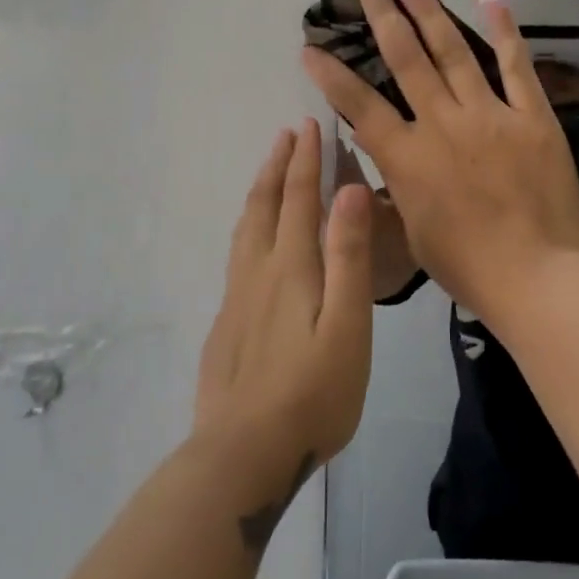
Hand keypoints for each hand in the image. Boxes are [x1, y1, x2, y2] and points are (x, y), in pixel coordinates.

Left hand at [195, 119, 374, 467]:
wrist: (243, 454)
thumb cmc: (313, 392)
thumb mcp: (348, 323)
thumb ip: (348, 255)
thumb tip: (350, 189)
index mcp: (291, 267)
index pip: (299, 198)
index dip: (305, 160)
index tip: (309, 125)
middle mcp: (258, 272)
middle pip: (265, 205)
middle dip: (278, 165)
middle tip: (287, 134)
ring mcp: (237, 298)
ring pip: (245, 228)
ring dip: (260, 190)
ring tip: (269, 171)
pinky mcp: (227, 323)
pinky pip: (237, 254)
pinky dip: (249, 226)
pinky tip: (253, 241)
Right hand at [301, 0, 578, 326]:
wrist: (537, 278)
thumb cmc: (467, 267)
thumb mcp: (411, 229)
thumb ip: (393, 180)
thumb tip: (373, 142)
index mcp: (408, 158)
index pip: (359, 106)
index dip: (331, 75)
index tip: (310, 46)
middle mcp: (443, 125)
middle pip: (406, 60)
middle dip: (383, 19)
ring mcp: (490, 116)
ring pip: (454, 53)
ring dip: (429, 12)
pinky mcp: (532, 118)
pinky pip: (517, 68)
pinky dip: (505, 34)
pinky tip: (491, 3)